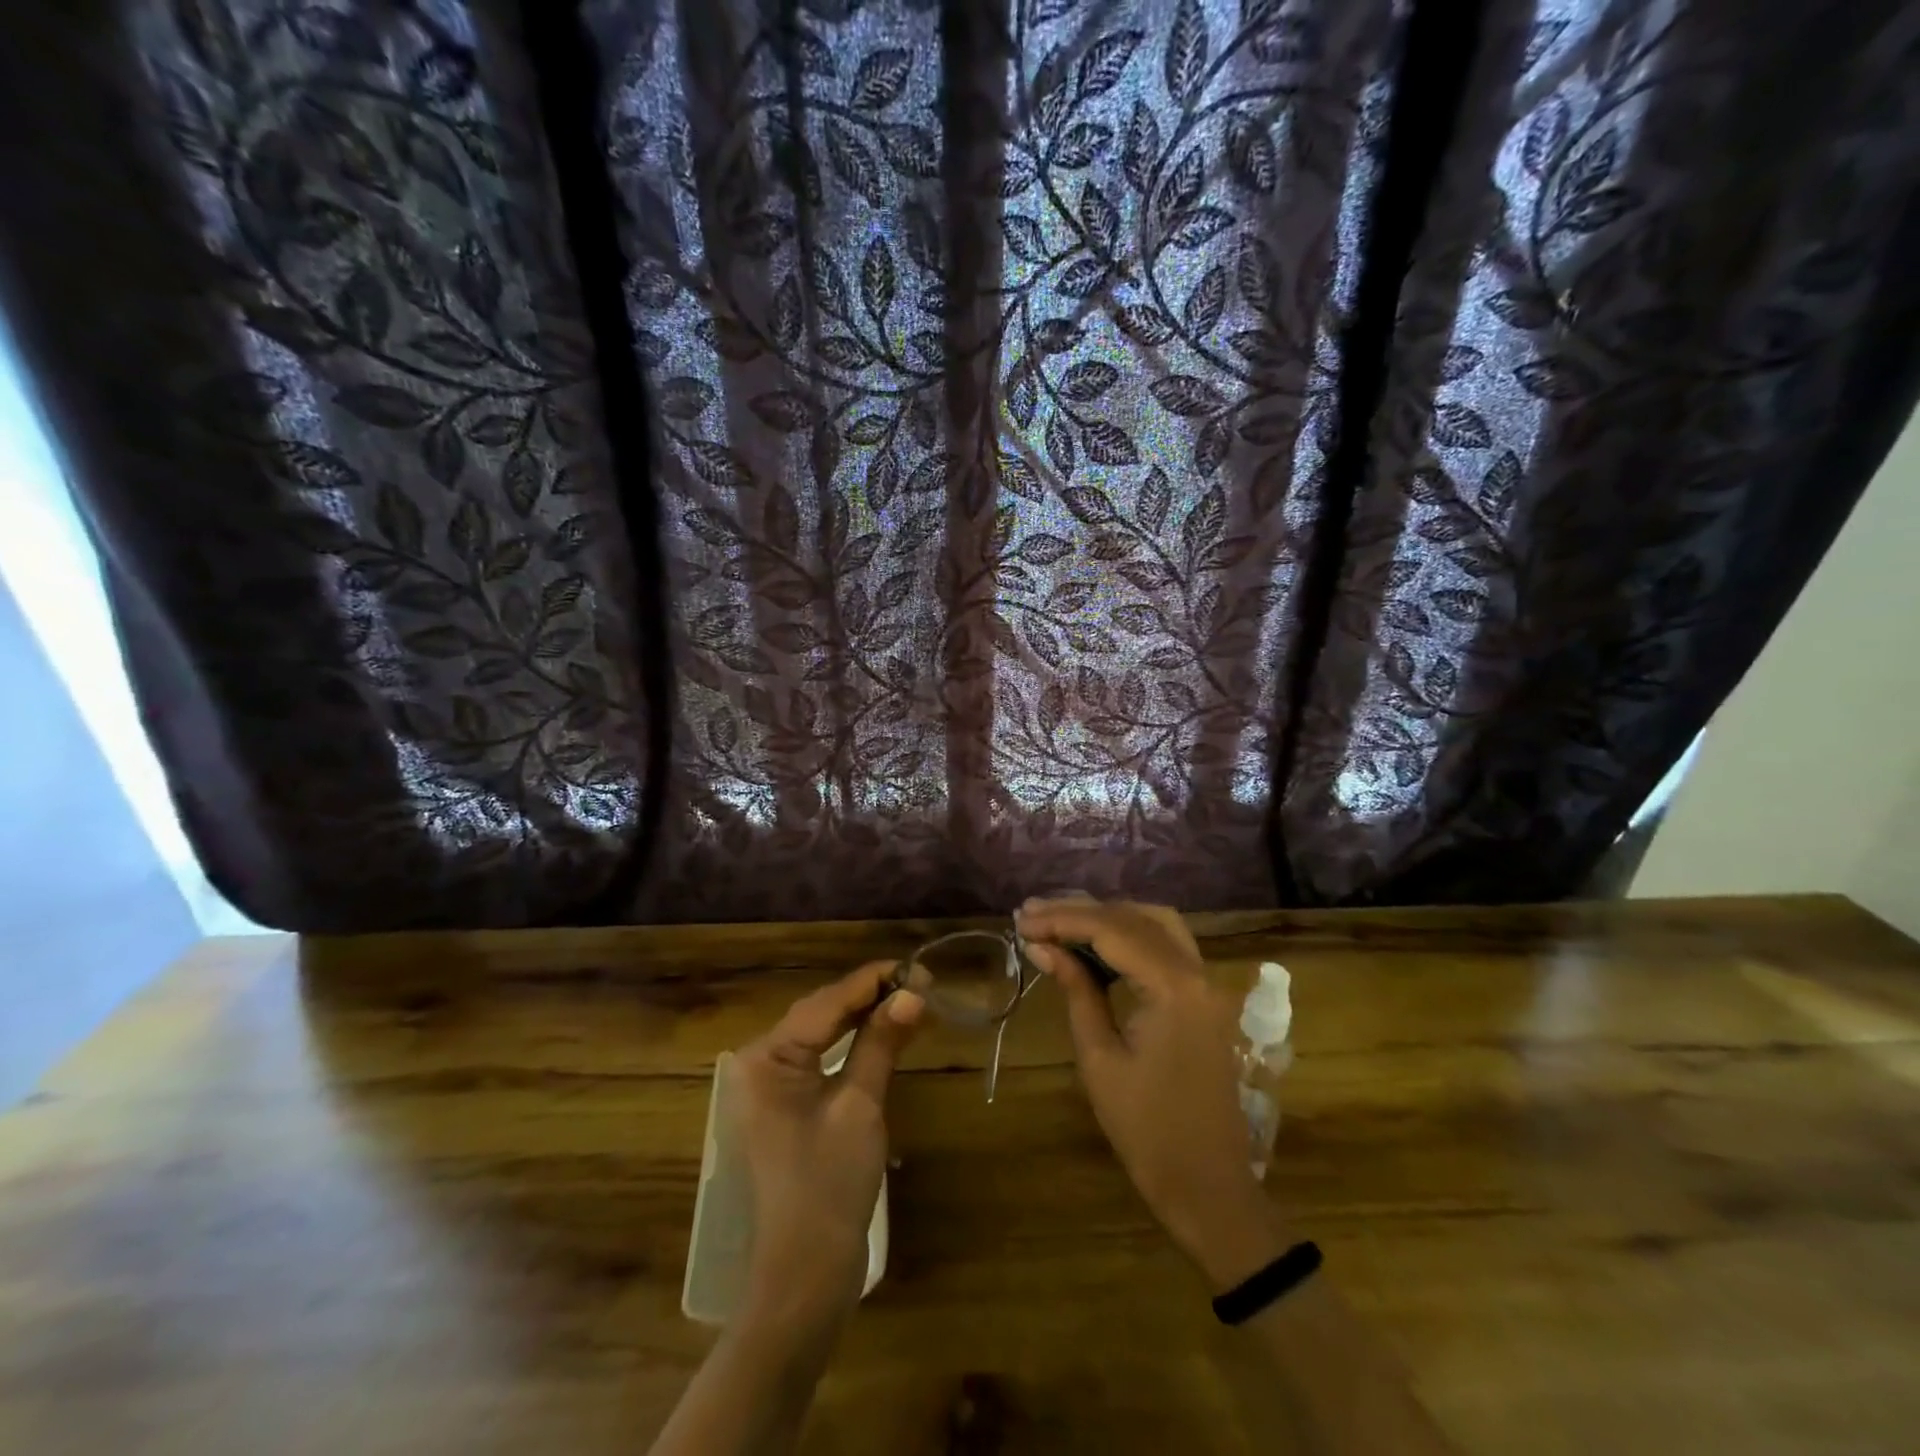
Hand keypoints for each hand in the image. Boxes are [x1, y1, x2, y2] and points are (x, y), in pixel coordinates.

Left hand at [732, 963, 923, 1326]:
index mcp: (767, 1058)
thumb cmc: (830, 1185)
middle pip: (822, 1013)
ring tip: (910, 1000)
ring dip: (865, 1017)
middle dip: (871, 996)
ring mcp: (771, 1086)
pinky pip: (822, 1058)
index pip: (826, 1002)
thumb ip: (881, 1043)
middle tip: (921, 983)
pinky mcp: (787, 1105)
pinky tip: (884, 1032)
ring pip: (823, 1033)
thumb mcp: (860, 1105)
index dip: (873, 982)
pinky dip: (854, 1044)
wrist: (805, 1275)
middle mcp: (760, 1063)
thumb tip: (912, 993)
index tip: (917, 968)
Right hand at [1016, 897, 1287, 1289]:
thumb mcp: (1100, 1058)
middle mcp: (1196, 971)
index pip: (1111, 930)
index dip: (1062, 920)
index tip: (1021, 923)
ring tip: (1059, 922)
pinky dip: (1129, 936)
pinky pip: (1166, 947)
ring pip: (1154, 924)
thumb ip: (1076, 990)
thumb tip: (1042, 947)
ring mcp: (1205, 983)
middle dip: (1080, 912)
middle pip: (1134, 918)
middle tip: (1032, 916)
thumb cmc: (1147, 1130)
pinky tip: (1094, 944)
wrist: (1208, 1186)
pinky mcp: (1203, 998)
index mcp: (1174, 987)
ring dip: (1107, 917)